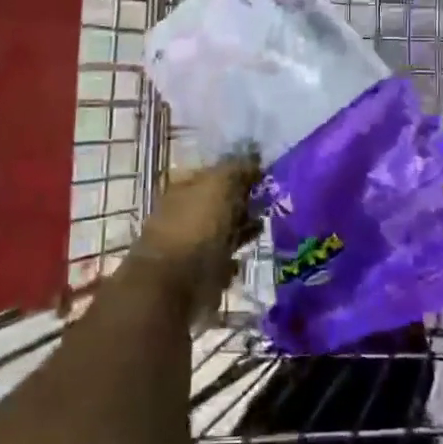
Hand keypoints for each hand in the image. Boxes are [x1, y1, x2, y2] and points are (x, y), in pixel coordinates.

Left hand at [133, 156, 260, 316]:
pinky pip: (219, 261)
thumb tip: (254, 158)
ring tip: (262, 230)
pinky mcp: (195, 274)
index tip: (266, 178)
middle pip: (219, 203)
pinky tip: (242, 260)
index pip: (216, 173)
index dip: (240, 174)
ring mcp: (188, 244)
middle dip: (243, 204)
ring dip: (240, 231)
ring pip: (221, 232)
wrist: (172, 285)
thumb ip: (237, 169)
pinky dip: (231, 260)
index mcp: (184, 187)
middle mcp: (183, 212)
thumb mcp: (220, 186)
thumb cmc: (196, 227)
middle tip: (269, 205)